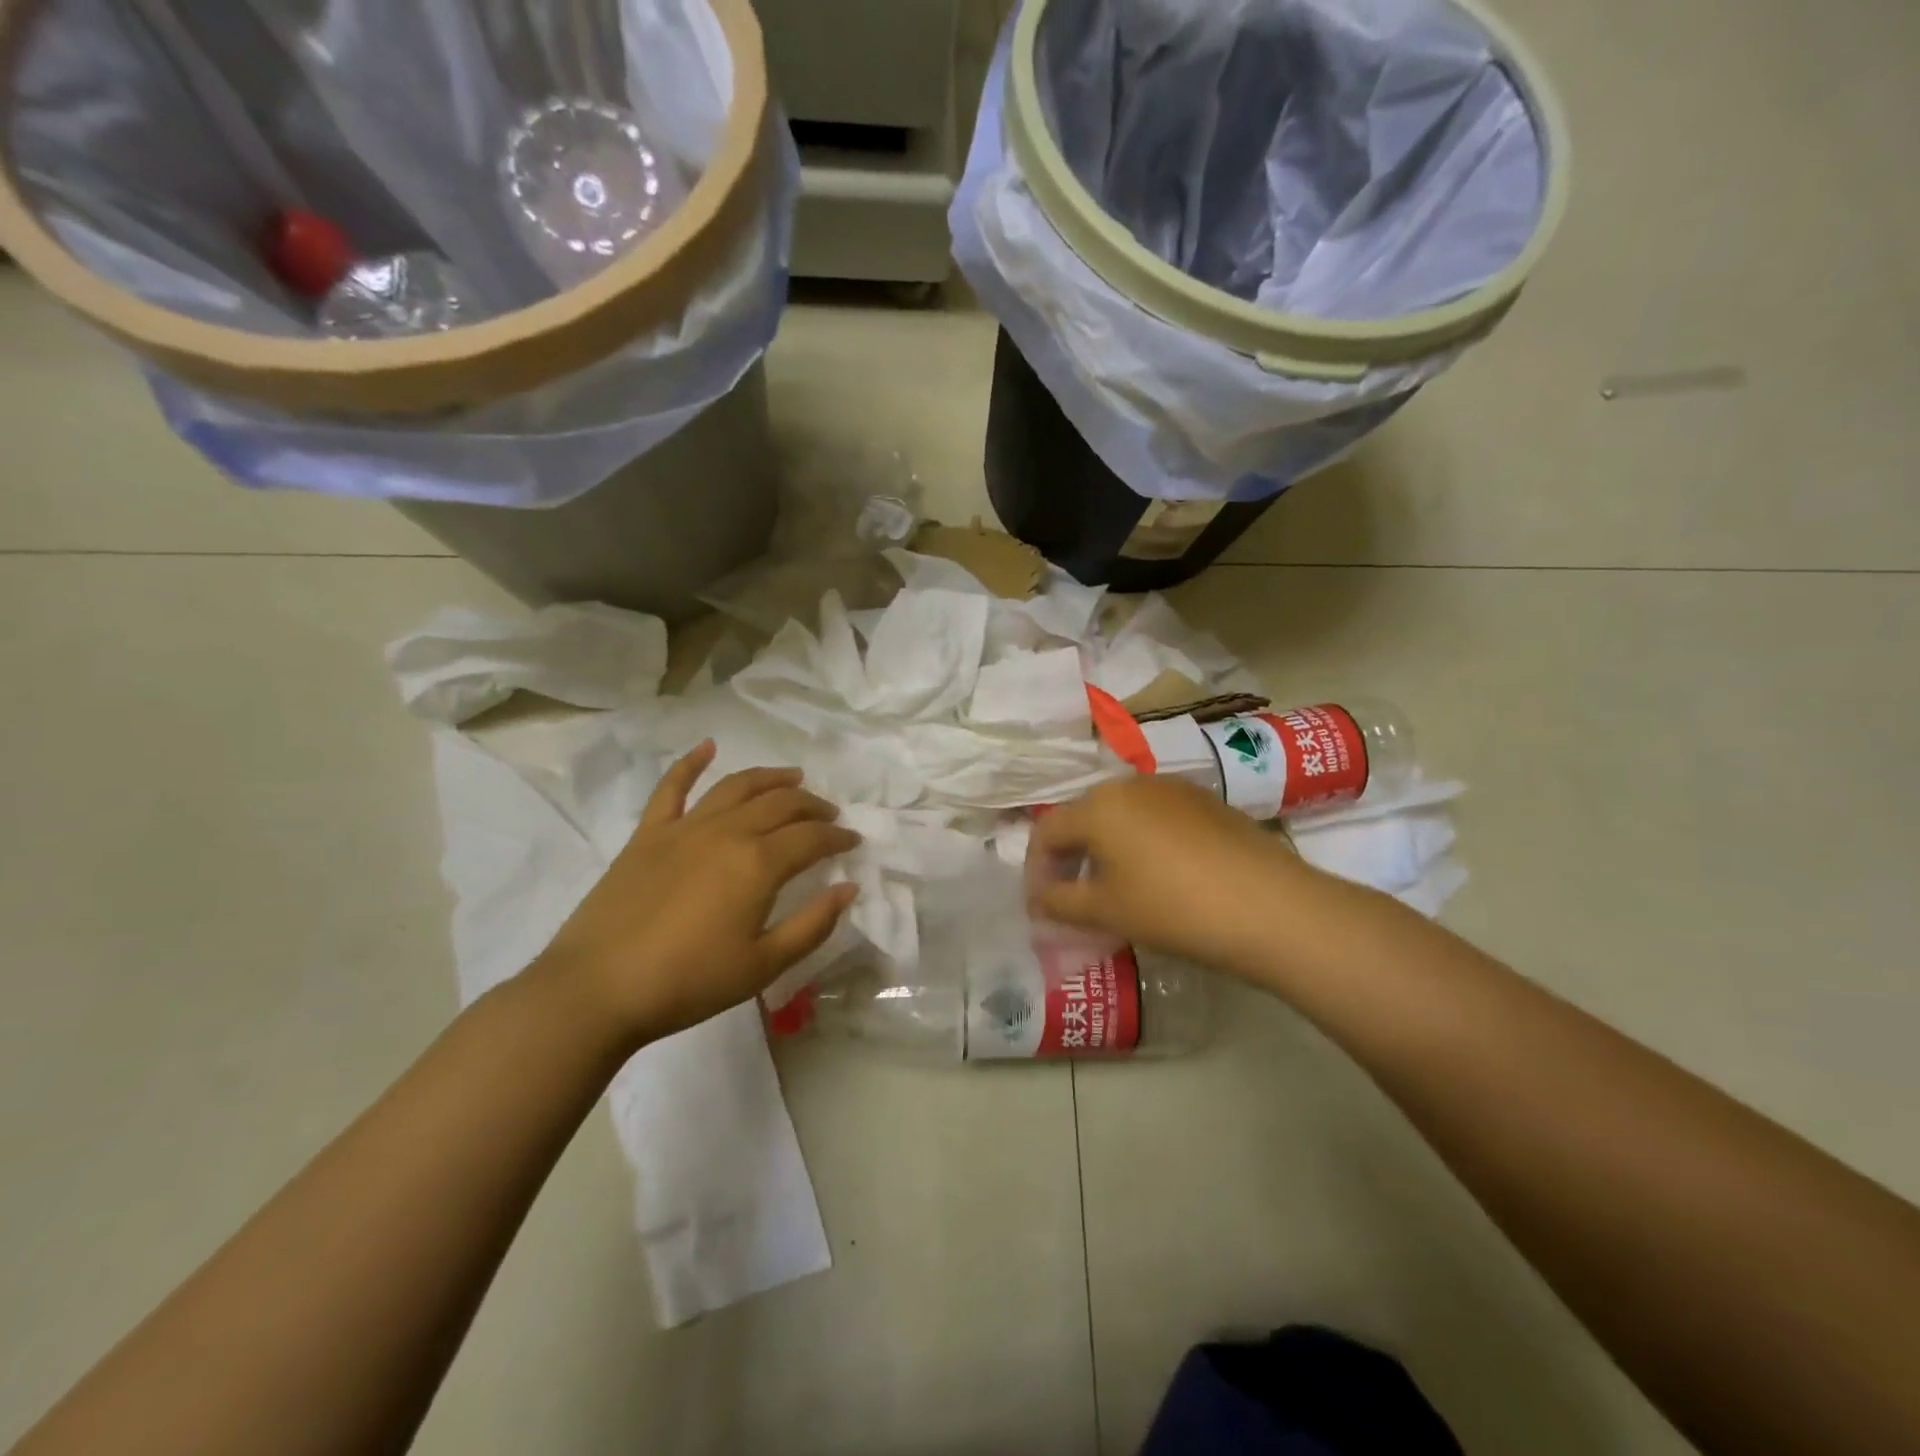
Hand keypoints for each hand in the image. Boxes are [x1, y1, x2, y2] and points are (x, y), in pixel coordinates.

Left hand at [537, 743, 861, 1044]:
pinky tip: (707, 747)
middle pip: (780, 804)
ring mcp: (684, 828)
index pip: (811, 838)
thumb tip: (849, 888)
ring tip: (793, 777)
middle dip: (812, 806)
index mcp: (758, 864)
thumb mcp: (763, 966)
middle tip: (828, 815)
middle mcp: (727, 832)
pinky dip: (690, 763)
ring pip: (737, 787)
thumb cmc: (688, 982)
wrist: (598, 989)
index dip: (837, 837)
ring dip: (770, 778)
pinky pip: (672, 788)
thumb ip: (812, 925)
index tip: (852, 841)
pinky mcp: (648, 834)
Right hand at [1029, 776, 1313, 975]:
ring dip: (1107, 848)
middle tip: (1074, 897)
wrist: (1270, 906)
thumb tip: (1038, 900)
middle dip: (1071, 856)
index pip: (1047, 830)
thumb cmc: (1173, 908)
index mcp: (1098, 805)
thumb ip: (1060, 903)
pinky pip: (1156, 817)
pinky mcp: (1207, 801)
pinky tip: (1162, 876)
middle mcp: (1131, 784)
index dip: (1037, 869)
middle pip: (1084, 817)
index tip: (1042, 905)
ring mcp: (1173, 788)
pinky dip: (1143, 842)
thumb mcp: (1107, 912)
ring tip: (1117, 888)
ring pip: (1121, 815)